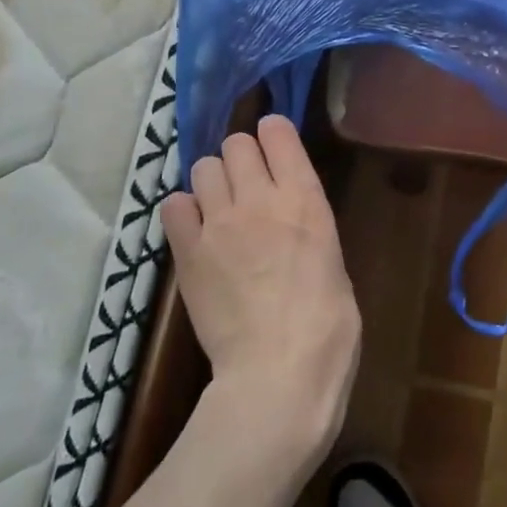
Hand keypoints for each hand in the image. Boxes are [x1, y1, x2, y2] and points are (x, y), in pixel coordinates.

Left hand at [158, 116, 360, 468]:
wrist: (278, 373)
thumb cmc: (328, 327)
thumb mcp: (333, 262)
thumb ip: (308, 228)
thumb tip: (291, 224)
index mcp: (305, 198)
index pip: (277, 132)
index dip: (272, 134)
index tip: (273, 146)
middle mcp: (260, 198)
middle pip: (235, 143)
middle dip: (241, 156)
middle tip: (247, 184)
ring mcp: (219, 223)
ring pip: (202, 167)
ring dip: (213, 181)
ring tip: (220, 208)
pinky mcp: (187, 252)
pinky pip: (173, 205)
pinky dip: (184, 211)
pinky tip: (196, 232)